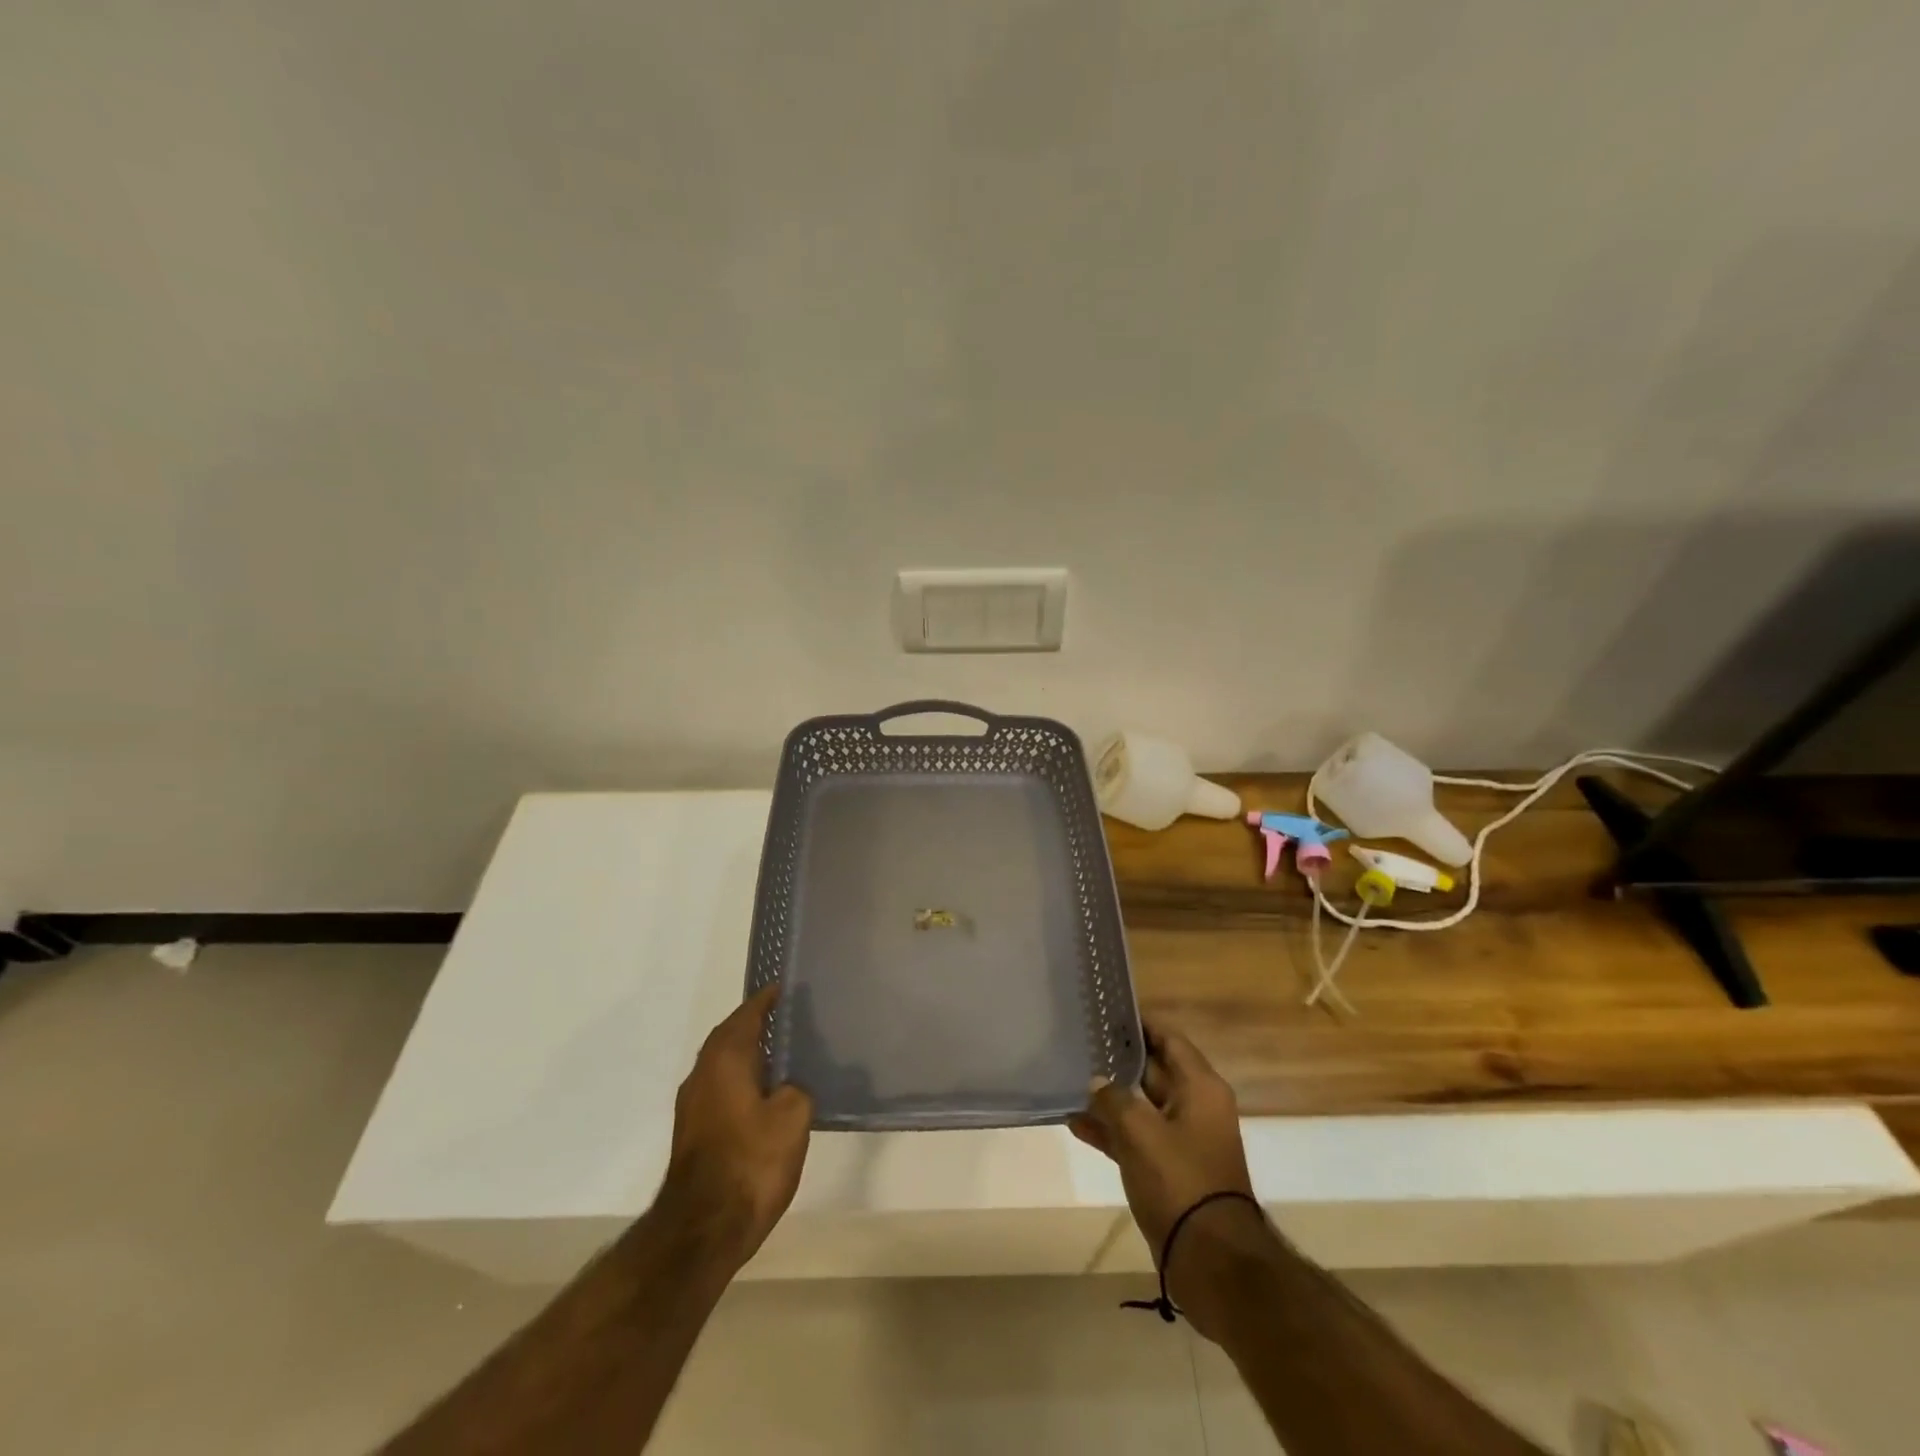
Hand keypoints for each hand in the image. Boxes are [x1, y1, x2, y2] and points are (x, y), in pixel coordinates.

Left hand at [657, 984, 812, 1269]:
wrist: (702, 1230)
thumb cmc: (750, 1162)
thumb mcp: (792, 1118)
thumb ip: (797, 1090)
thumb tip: (790, 1088)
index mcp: (726, 1058)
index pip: (747, 1014)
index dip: (766, 1000)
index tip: (784, 988)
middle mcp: (703, 1073)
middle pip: (730, 1036)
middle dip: (755, 1025)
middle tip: (788, 1018)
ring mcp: (693, 1105)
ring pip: (724, 1064)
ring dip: (748, 1055)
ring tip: (782, 1055)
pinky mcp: (694, 1132)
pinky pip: (722, 1088)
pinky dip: (742, 1080)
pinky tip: (766, 1096)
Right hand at [1070, 1020, 1259, 1317]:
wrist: (1211, 1261)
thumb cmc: (1180, 1181)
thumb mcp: (1140, 1132)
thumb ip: (1113, 1099)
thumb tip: (1097, 1082)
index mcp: (1200, 1088)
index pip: (1169, 1039)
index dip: (1140, 1024)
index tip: (1107, 1011)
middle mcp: (1195, 1107)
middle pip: (1154, 1070)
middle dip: (1118, 1059)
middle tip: (1080, 1042)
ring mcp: (1182, 1140)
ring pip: (1141, 1106)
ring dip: (1109, 1098)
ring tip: (1069, 1080)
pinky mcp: (1169, 1171)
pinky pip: (1136, 1138)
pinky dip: (1111, 1131)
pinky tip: (1075, 1123)